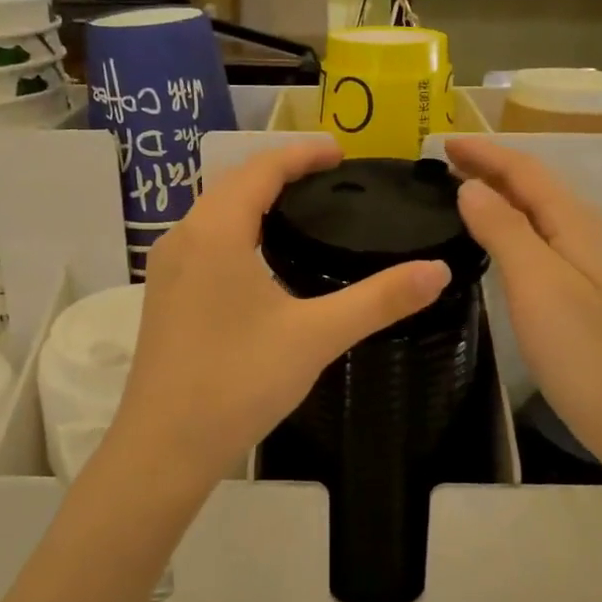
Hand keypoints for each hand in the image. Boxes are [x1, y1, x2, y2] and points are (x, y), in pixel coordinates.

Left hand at [107, 140, 451, 496]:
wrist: (164, 447)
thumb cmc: (238, 383)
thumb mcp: (316, 337)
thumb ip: (379, 300)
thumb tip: (438, 270)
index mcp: (217, 231)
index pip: (260, 169)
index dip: (302, 154)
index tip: (341, 153)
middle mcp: (184, 237)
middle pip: (233, 183)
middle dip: (280, 170)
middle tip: (329, 178)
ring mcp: (166, 267)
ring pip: (214, 211)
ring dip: (254, 198)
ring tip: (301, 207)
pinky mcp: (163, 295)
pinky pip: (203, 239)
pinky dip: (236, 226)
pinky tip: (261, 255)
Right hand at [445, 136, 601, 476]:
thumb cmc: (585, 352)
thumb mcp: (537, 284)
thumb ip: (503, 229)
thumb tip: (471, 187)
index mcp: (578, 223)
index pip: (525, 170)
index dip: (484, 152)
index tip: (442, 141)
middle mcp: (588, 234)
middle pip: (535, 187)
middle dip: (491, 169)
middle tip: (444, 165)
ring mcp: (590, 266)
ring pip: (539, 215)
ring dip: (500, 198)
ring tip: (461, 195)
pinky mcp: (586, 295)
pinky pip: (542, 243)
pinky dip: (511, 230)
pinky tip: (495, 246)